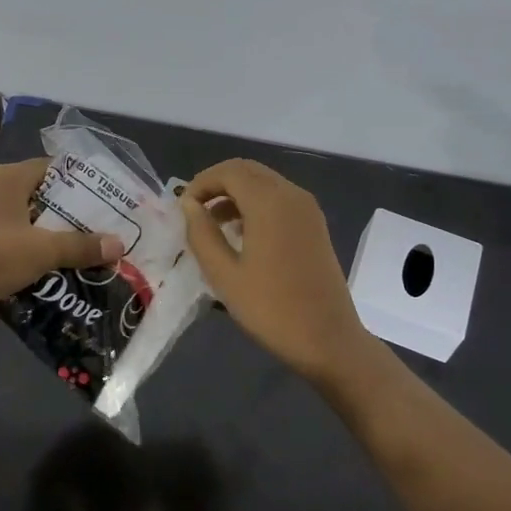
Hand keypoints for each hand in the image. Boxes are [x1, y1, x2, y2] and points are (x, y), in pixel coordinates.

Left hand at [0, 159, 124, 312]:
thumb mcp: (41, 250)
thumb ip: (80, 246)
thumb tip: (119, 245)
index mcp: (11, 178)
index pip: (57, 168)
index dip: (84, 183)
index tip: (110, 201)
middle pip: (46, 195)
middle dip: (74, 214)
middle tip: (105, 230)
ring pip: (31, 220)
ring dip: (55, 235)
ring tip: (87, 251)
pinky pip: (15, 238)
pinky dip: (34, 250)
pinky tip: (55, 269)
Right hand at [179, 159, 374, 382]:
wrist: (328, 339)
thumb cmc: (271, 308)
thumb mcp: (224, 274)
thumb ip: (202, 234)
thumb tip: (189, 205)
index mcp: (269, 202)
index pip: (229, 171)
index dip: (201, 182)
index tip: (182, 207)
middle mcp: (291, 195)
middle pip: (248, 171)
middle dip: (218, 184)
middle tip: (194, 211)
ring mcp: (308, 209)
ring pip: (265, 183)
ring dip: (236, 194)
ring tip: (213, 225)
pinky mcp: (315, 225)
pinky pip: (280, 200)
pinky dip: (256, 205)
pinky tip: (243, 235)